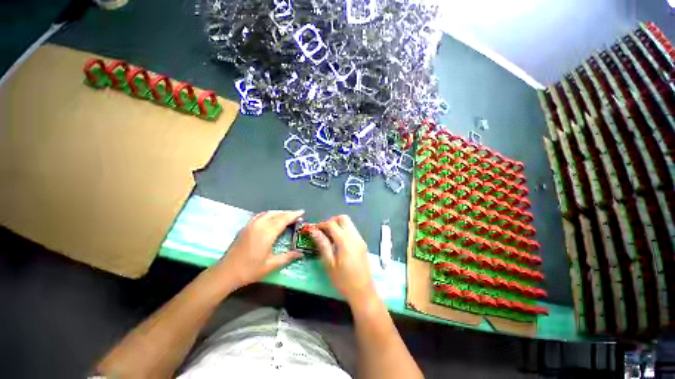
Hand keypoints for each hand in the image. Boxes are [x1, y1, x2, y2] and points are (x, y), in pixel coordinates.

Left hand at [214, 210, 303, 289]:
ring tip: (286, 216)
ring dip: (279, 213)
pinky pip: (260, 215)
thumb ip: (288, 257)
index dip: (294, 215)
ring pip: (268, 213)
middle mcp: (259, 225)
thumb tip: (301, 253)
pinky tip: (271, 218)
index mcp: (267, 233)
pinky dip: (269, 214)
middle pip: (277, 214)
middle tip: (297, 215)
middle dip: (288, 213)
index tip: (302, 212)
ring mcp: (251, 225)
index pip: (283, 219)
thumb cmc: (250, 269)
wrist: (226, 272)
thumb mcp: (271, 265)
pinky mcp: (245, 227)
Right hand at [308, 215, 376, 305]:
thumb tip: (314, 231)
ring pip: (349, 223)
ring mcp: (360, 239)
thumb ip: (322, 244)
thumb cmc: (343, 280)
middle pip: (343, 218)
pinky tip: (338, 242)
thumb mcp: (329, 263)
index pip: (332, 224)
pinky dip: (344, 230)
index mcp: (345, 241)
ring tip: (329, 237)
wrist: (363, 292)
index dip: (321, 224)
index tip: (314, 230)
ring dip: (338, 225)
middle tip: (323, 231)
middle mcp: (354, 236)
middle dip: (332, 221)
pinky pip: (352, 230)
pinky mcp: (362, 244)